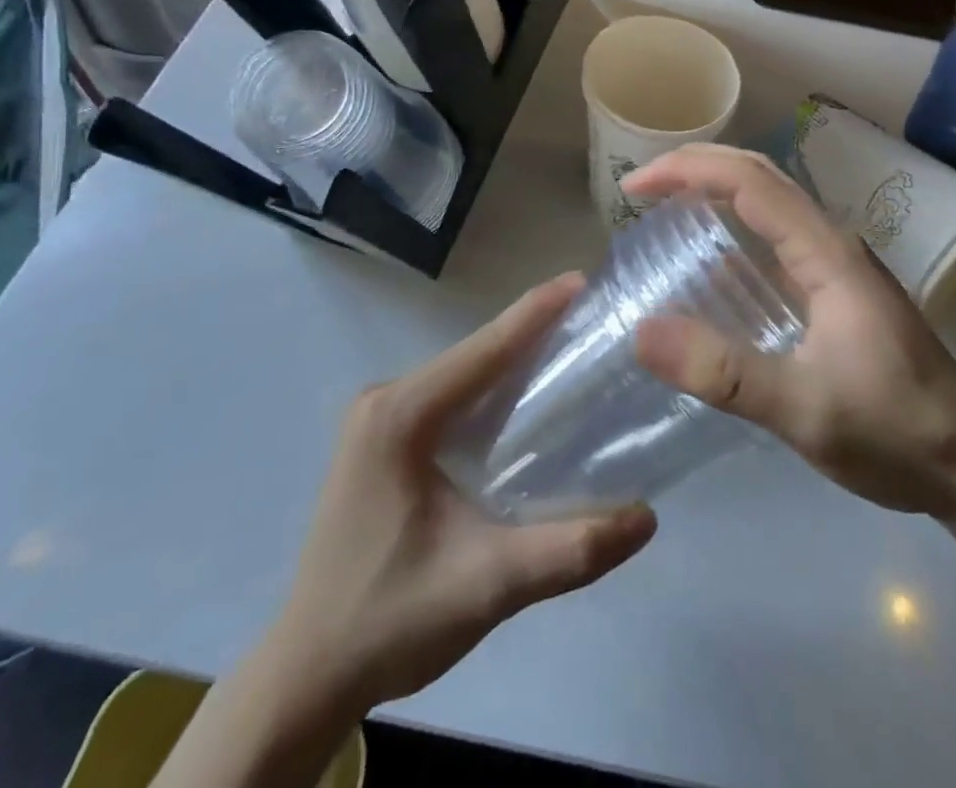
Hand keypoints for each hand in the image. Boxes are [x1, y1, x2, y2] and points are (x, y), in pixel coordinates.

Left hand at [270, 275, 656, 711]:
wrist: (307, 674)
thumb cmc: (390, 621)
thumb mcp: (486, 586)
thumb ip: (569, 550)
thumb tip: (647, 517)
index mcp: (400, 416)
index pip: (483, 351)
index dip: (536, 313)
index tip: (583, 281)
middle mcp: (385, 401)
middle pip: (474, 357)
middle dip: (533, 334)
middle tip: (593, 321)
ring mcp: (378, 420)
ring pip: (462, 377)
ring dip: (513, 363)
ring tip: (573, 351)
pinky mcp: (382, 442)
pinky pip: (449, 400)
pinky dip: (491, 394)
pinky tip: (527, 403)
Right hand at [627, 144, 955, 518]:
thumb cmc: (895, 431)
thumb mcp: (805, 410)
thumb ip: (725, 374)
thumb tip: (642, 332)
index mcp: (827, 252)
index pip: (750, 181)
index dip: (687, 170)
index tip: (633, 188)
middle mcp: (832, 244)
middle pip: (760, 176)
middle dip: (696, 168)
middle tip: (640, 190)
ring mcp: (837, 267)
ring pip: (769, 204)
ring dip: (715, 192)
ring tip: (663, 212)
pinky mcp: (837, 292)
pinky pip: (776, 240)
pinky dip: (734, 230)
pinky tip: (710, 267)